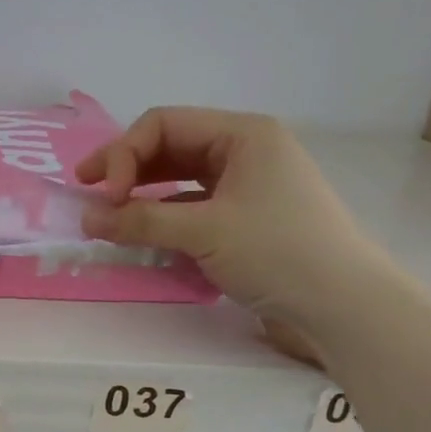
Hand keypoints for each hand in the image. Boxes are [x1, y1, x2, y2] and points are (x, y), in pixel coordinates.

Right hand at [76, 108, 387, 327]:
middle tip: (88, 195)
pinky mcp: (247, 219)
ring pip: (180, 178)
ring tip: (109, 216)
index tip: (104, 197)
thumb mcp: (204, 231)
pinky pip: (194, 206)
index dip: (124, 155)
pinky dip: (164, 216)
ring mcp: (248, 185)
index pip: (163, 125)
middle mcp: (245, 151)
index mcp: (243, 134)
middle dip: (127, 169)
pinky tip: (143, 233)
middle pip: (170, 147)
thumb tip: (86, 219)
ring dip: (143, 194)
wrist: (344, 306)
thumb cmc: (278, 252)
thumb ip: (141, 221)